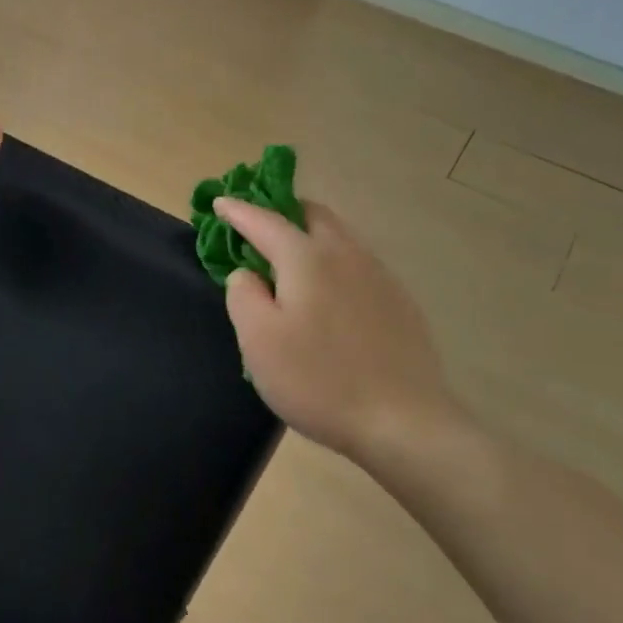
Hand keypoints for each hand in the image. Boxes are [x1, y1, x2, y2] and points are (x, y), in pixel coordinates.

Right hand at [218, 197, 462, 470]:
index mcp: (307, 259)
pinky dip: (333, 260)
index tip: (220, 202)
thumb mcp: (258, 340)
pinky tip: (328, 290)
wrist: (402, 420)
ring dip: (310, 234)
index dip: (239, 210)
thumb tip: (247, 273)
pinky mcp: (399, 302)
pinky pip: (358, 264)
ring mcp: (379, 277)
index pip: (266, 221)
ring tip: (290, 255)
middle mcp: (347, 255)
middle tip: (259, 223)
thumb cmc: (317, 380)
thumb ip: (243, 295)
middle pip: (313, 216)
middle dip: (282, 210)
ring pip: (340, 237)